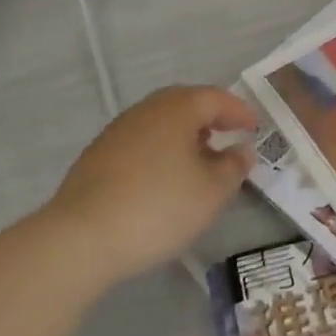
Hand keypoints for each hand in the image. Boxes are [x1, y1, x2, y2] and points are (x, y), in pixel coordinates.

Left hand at [45, 85, 257, 284]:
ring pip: (160, 123)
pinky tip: (162, 179)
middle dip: (209, 118)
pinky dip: (160, 151)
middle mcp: (146, 110)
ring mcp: (117, 131)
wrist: (80, 238)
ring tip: (198, 161)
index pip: (216, 98)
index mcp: (177, 109)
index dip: (239, 111)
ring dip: (183, 136)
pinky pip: (141, 142)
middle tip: (227, 136)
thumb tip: (241, 150)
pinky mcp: (97, 156)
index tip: (255, 128)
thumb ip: (232, 167)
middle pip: (185, 104)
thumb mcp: (211, 193)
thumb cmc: (158, 208)